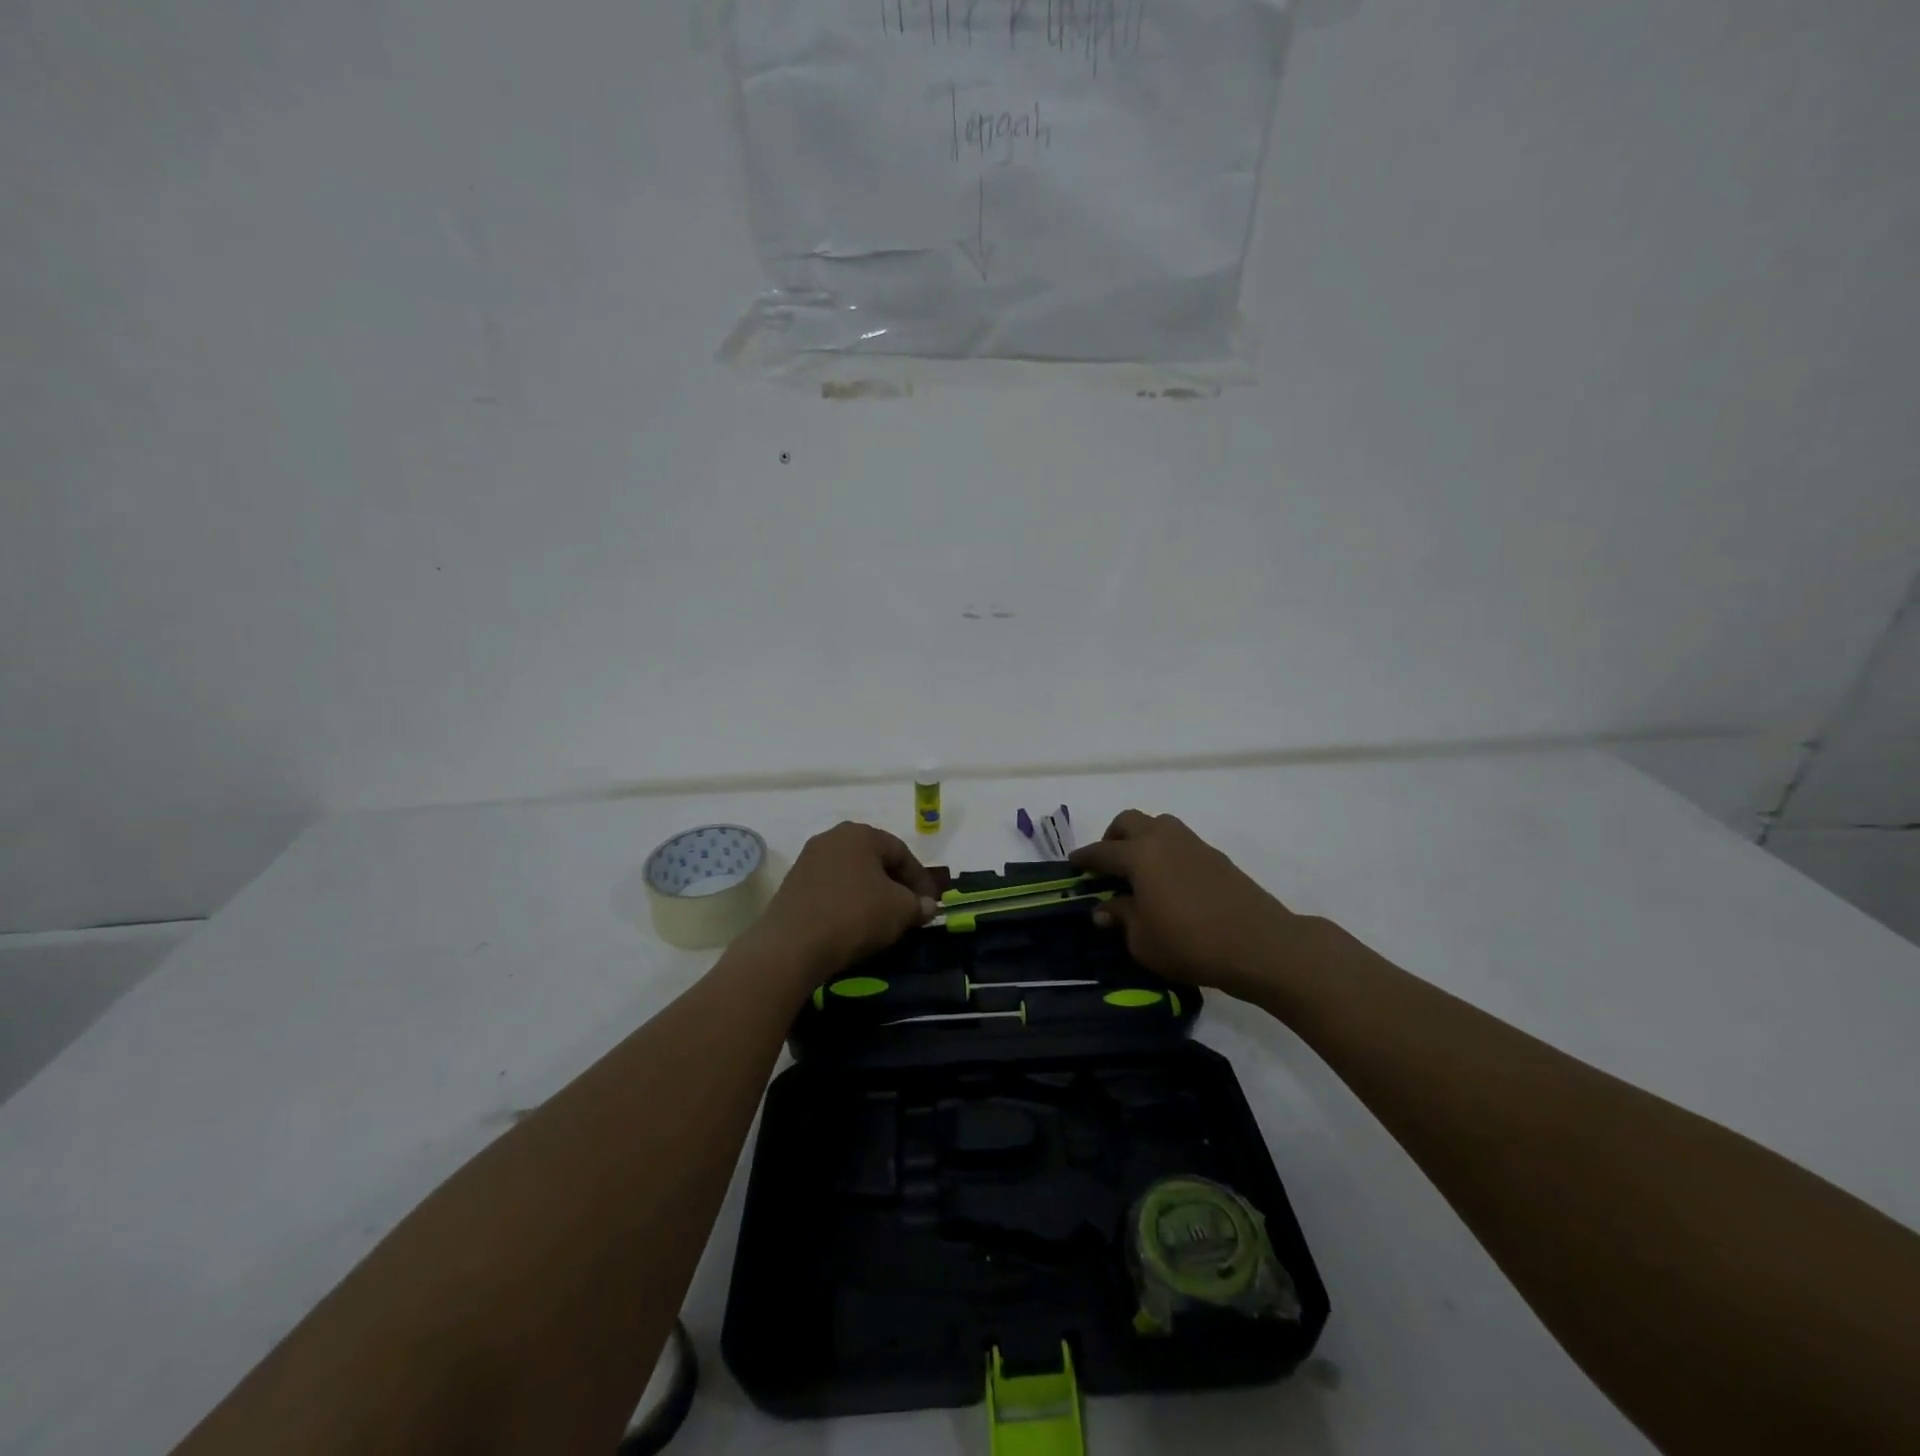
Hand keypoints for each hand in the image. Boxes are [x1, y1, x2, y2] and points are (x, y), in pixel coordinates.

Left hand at [748, 822, 937, 982]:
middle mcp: (832, 838)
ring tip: (883, 919)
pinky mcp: (792, 885)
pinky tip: (854, 924)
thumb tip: (928, 906)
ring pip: (852, 875)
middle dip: (895, 884)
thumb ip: (919, 904)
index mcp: (860, 833)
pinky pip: (831, 889)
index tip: (930, 905)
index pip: (902, 852)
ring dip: (871, 894)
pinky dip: (848, 902)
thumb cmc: (854, 915)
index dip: (921, 880)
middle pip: (875, 860)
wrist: (791, 945)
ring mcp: (808, 860)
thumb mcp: (900, 910)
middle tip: (909, 909)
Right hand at [1070, 810, 1298, 999]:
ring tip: (1139, 868)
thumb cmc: (1190, 943)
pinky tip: (1168, 880)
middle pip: (1129, 821)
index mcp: (1139, 856)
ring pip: (1158, 824)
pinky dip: (1165, 851)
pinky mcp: (1216, 857)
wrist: (1258, 944)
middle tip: (1107, 863)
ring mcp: (1193, 844)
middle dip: (1112, 837)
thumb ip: (1121, 918)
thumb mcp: (1142, 940)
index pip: (1102, 851)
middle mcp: (1163, 840)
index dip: (1084, 858)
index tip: (1073, 863)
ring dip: (1141, 838)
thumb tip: (1105, 909)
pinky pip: (1180, 841)